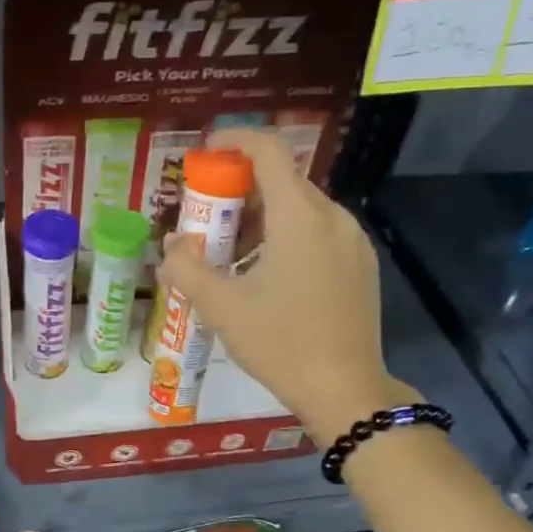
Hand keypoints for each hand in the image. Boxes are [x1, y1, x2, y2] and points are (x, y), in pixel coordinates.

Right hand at [157, 128, 420, 447]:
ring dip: (263, 220)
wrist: (345, 391)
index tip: (205, 151)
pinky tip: (268, 277)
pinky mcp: (362, 266)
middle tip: (208, 222)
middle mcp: (333, 217)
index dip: (234, 141)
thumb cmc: (281, 344)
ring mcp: (353, 242)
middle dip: (240, 192)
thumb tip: (170, 248)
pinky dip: (288, 238)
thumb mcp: (222, 308)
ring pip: (302, 210)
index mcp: (299, 217)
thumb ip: (187, 269)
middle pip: (283, 182)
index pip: (267, 151)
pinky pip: (320, 234)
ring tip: (232, 258)